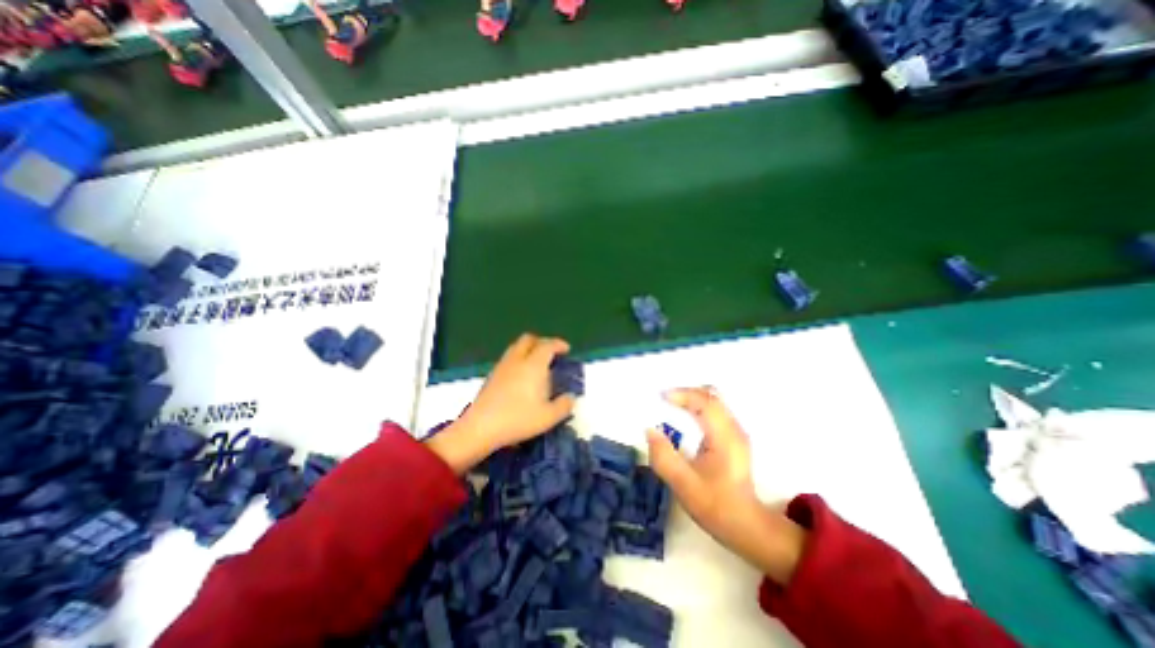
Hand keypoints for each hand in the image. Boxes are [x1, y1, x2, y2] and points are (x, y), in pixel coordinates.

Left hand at [424, 333, 576, 474]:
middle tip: (551, 354)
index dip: (559, 344)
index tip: (566, 350)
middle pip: (529, 339)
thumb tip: (570, 398)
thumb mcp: (548, 417)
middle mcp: (517, 360)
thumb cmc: (518, 420)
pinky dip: (518, 359)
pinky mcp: (492, 375)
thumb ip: (564, 405)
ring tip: (536, 365)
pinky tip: (520, 377)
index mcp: (534, 365)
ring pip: (516, 347)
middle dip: (542, 342)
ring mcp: (502, 366)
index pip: (548, 345)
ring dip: (528, 350)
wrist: (480, 427)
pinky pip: (508, 358)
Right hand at [649, 387, 804, 583]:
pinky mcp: (734, 437)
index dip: (682, 394)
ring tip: (672, 405)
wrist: (747, 526)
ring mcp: (736, 432)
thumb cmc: (716, 505)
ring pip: (715, 400)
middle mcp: (734, 428)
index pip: (705, 402)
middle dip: (686, 392)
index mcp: (724, 437)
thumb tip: (650, 430)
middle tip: (664, 399)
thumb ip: (663, 457)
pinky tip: (686, 416)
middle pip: (711, 395)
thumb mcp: (683, 485)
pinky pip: (715, 410)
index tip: (661, 397)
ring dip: (692, 398)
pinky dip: (698, 406)